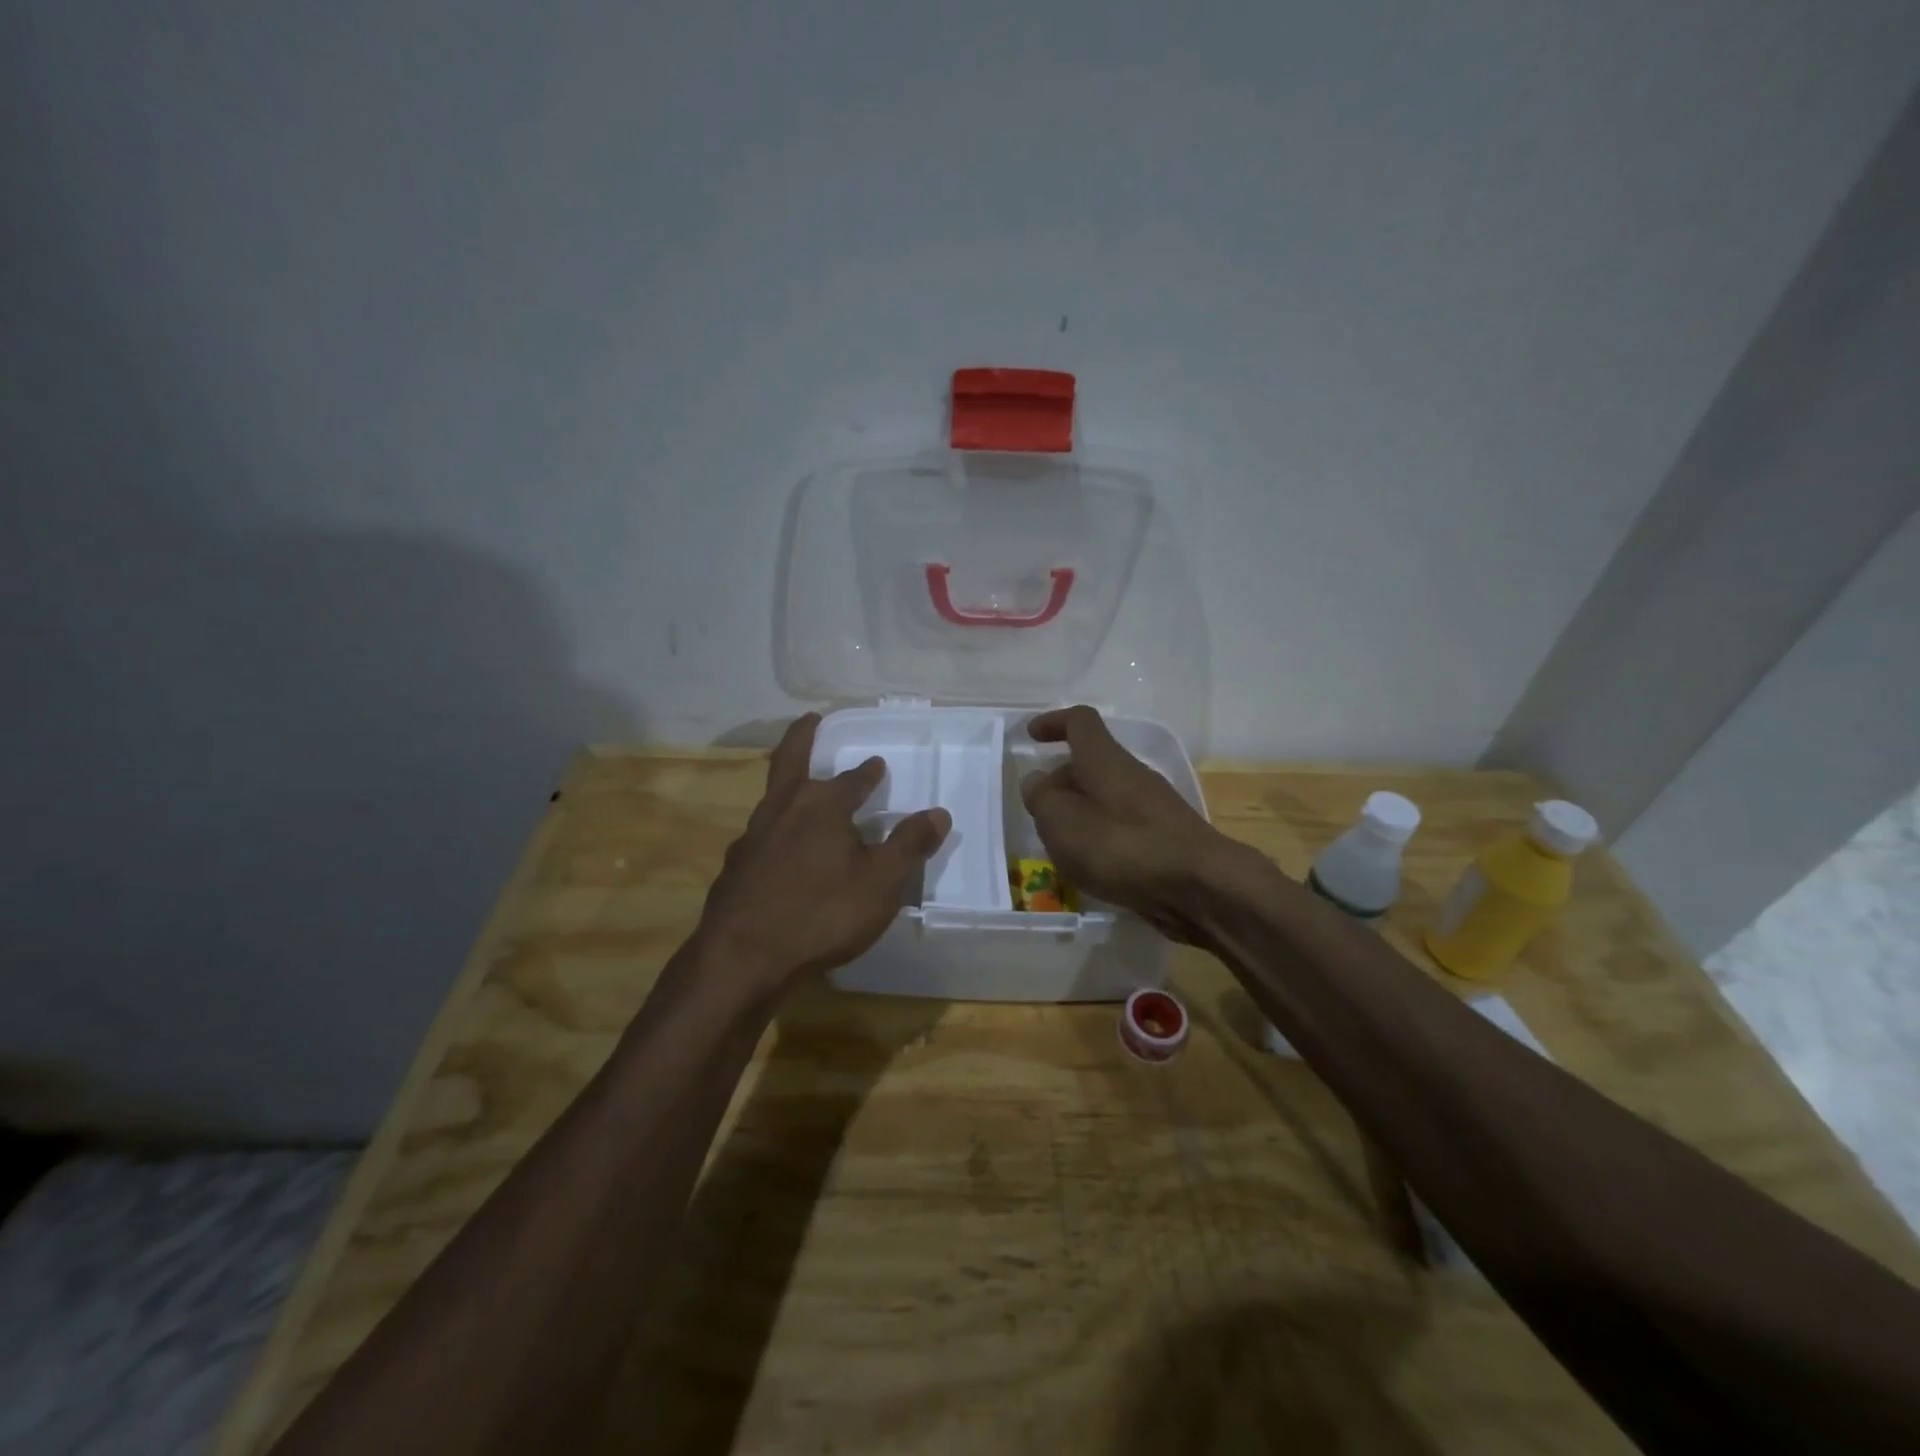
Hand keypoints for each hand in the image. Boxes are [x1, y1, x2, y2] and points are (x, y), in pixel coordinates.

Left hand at [691, 713, 949, 1001]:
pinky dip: (775, 829)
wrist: (742, 958)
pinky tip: (781, 849)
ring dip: (789, 785)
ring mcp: (752, 837)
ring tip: (802, 789)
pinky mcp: (735, 867)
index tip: (877, 764)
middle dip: (803, 737)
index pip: (852, 780)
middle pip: (790, 761)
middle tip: (811, 720)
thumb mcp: (881, 883)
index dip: (868, 772)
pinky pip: (761, 835)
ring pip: (773, 797)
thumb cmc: (822, 913)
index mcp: (822, 806)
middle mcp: (783, 809)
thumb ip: (909, 845)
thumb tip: (938, 812)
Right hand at [1020, 705, 1246, 942]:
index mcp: (1105, 760)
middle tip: (1038, 813)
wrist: (1201, 887)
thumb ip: (1042, 798)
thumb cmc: (1122, 846)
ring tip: (1059, 848)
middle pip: (1090, 765)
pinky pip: (1121, 827)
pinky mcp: (1164, 839)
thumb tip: (1036, 781)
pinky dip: (1100, 839)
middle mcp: (1131, 775)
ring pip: (1105, 799)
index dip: (1054, 722)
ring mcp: (1152, 807)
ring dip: (1079, 815)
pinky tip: (1093, 870)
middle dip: (1060, 783)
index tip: (1031, 735)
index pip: (1080, 722)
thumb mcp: (1062, 822)